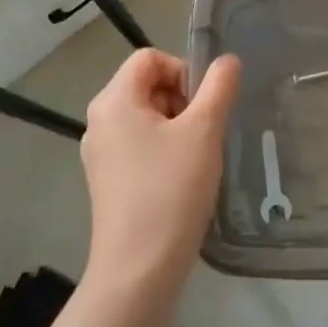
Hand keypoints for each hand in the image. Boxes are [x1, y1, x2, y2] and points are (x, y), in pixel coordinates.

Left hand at [81, 50, 240, 299]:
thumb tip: (227, 60)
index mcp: (114, 100)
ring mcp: (100, 153)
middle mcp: (100, 121)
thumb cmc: (171, 190)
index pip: (150, 58)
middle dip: (182, 100)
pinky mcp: (108, 180)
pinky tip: (183, 179)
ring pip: (147, 117)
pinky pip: (140, 145)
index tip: (204, 105)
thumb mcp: (204, 131)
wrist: (139, 269)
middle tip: (204, 133)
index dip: (183, 70)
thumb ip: (219, 87)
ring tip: (197, 158)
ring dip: (178, 126)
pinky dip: (164, 150)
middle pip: (147, 85)